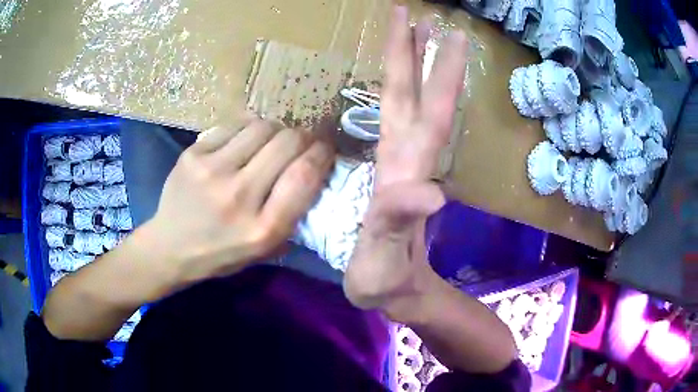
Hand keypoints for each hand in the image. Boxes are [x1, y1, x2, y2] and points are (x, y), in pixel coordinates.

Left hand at [142, 117, 334, 283]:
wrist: (170, 247)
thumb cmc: (221, 254)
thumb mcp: (265, 250)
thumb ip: (293, 215)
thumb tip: (313, 171)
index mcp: (263, 229)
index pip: (304, 176)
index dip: (323, 153)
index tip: (326, 148)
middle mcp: (239, 196)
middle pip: (287, 143)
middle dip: (303, 137)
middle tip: (301, 142)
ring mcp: (212, 170)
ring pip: (262, 126)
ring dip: (276, 130)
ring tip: (271, 141)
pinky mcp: (193, 153)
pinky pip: (234, 126)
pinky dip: (247, 129)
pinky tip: (244, 142)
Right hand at [344, 6, 467, 319]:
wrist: (394, 289)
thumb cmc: (387, 277)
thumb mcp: (385, 257)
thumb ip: (400, 224)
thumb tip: (428, 192)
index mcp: (406, 168)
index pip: (425, 106)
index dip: (428, 67)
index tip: (438, 28)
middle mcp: (408, 156)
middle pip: (418, 94)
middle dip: (422, 52)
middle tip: (422, 13)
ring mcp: (400, 161)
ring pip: (410, 102)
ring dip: (415, 64)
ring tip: (417, 30)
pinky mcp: (390, 169)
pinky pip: (396, 119)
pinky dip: (398, 91)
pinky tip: (398, 78)